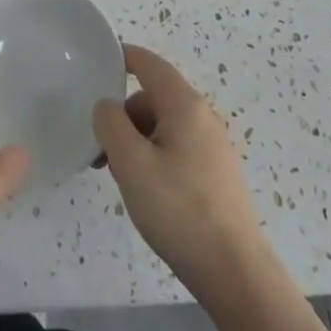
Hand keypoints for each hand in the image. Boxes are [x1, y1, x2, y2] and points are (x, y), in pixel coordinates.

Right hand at [94, 45, 270, 300]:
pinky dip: (154, 157)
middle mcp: (202, 117)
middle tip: (101, 149)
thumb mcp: (131, 163)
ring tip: (122, 177)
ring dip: (137, 140)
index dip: (121, 57)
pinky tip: (147, 192)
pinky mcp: (216, 175)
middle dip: (124, 115)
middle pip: (153, 97)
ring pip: (163, 126)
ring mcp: (213, 147)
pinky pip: (176, 149)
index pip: (148, 63)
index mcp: (184, 105)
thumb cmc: (179, 210)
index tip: (94, 66)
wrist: (235, 274)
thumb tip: (107, 106)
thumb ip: (111, 124)